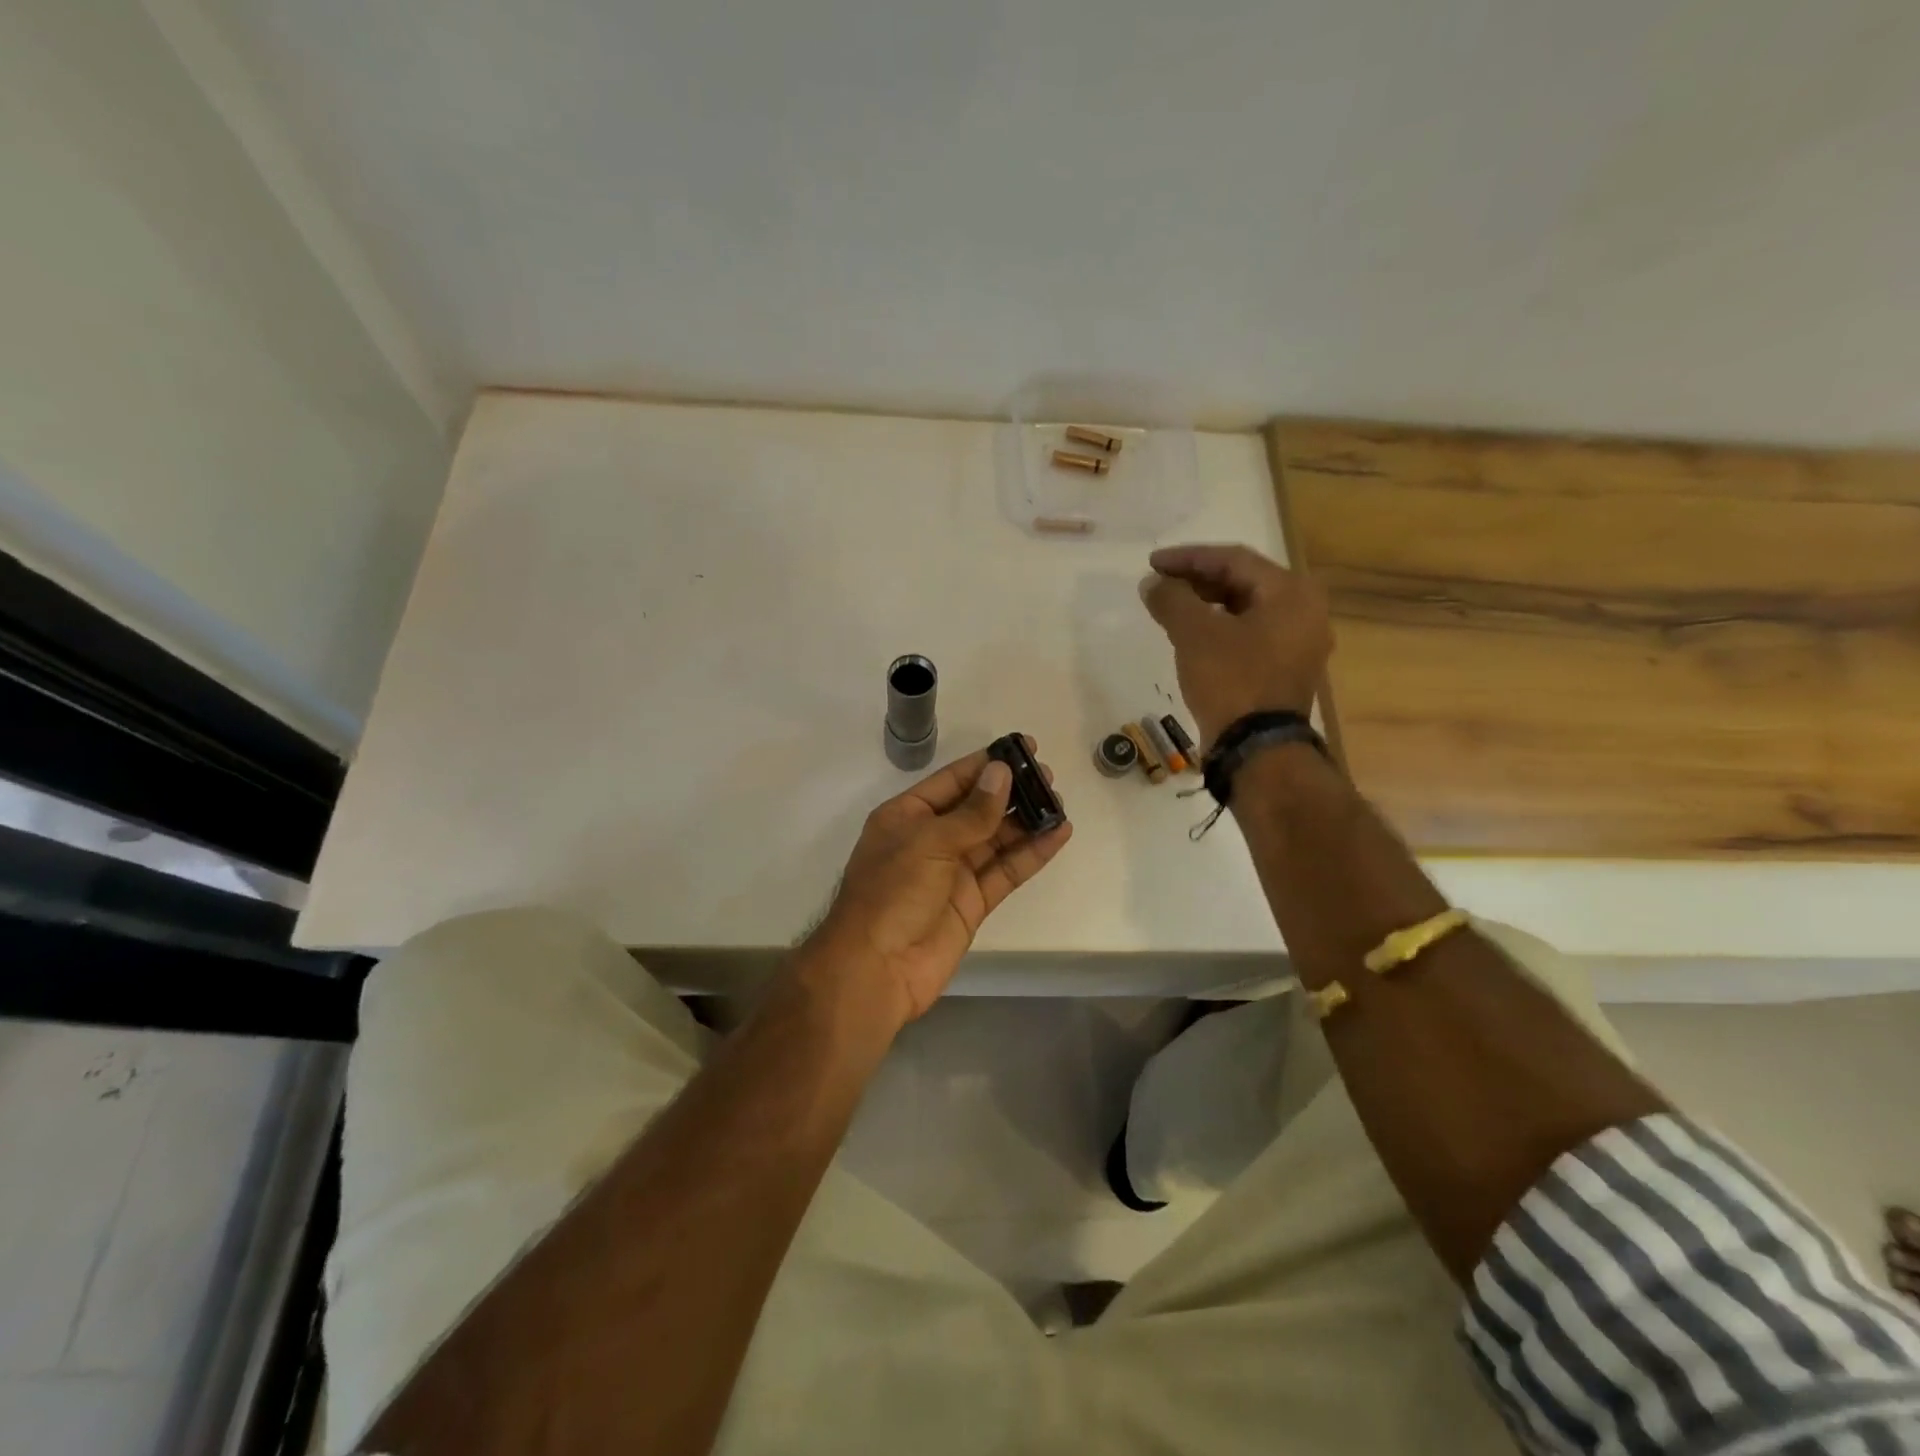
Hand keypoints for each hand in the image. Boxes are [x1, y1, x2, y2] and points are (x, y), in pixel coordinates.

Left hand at [802, 741, 1071, 1026]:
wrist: (877, 969)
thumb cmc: (892, 893)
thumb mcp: (929, 841)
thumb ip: (972, 812)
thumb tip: (1001, 773)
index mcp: (908, 816)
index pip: (953, 780)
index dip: (988, 764)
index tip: (1024, 748)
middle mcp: (931, 839)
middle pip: (978, 808)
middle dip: (1012, 792)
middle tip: (1049, 776)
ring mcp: (952, 872)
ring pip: (996, 839)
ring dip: (1026, 821)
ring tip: (1059, 802)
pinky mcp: (972, 902)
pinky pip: (1006, 871)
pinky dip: (1031, 854)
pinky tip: (1058, 835)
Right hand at [1141, 543, 1332, 749]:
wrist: (1257, 749)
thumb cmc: (1232, 681)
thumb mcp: (1195, 634)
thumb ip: (1172, 599)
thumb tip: (1152, 583)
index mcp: (1291, 593)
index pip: (1233, 559)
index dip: (1188, 558)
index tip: (1152, 564)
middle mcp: (1304, 612)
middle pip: (1243, 582)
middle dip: (1197, 580)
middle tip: (1160, 584)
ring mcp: (1298, 644)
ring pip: (1246, 609)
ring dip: (1206, 605)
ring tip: (1170, 608)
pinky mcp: (1284, 670)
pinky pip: (1249, 635)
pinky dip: (1220, 629)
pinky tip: (1192, 636)